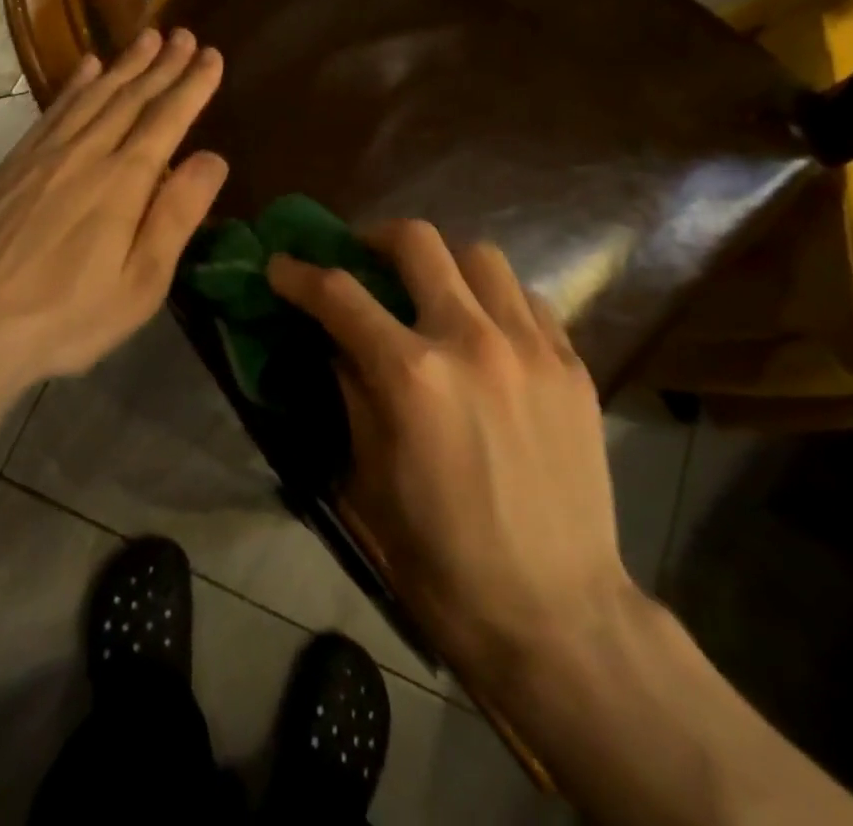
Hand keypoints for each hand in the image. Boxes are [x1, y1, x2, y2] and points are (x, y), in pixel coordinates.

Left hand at [0, 28, 227, 401]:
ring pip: (93, 96)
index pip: (167, 119)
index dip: (192, 86)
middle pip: (131, 98)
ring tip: (148, 38)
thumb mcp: (141, 282)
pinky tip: (87, 68)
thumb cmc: (69, 315)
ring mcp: (44, 155)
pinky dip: (75, 85)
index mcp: (123, 181)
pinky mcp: (13, 165)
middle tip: (185, 35)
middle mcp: (85, 154)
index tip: (211, 55)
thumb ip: (177, 215)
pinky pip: (52, 111)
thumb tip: (213, 157)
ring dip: (124, 65)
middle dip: (163, 65)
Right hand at [268, 222, 632, 679]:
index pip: (340, 295)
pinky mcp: (571, 364)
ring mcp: (530, 346)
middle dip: (375, 239)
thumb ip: (350, 391)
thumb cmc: (443, 557)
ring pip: (479, 255)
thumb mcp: (368, 477)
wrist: (556, 614)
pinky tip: (485, 327)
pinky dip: (494, 297)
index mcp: (412, 375)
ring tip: (430, 289)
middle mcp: (472, 340)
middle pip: (417, 242)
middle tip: (362, 259)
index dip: (300, 274)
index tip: (281, 265)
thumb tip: (336, 341)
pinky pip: (527, 298)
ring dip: (442, 261)